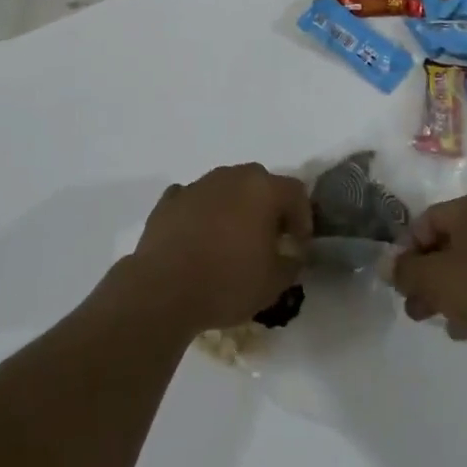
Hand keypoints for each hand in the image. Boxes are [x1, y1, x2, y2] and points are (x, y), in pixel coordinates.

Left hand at [126, 164, 311, 334]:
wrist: (163, 289)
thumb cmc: (227, 283)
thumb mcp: (274, 283)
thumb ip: (292, 262)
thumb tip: (292, 253)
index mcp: (262, 189)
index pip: (296, 192)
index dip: (303, 218)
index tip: (298, 246)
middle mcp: (231, 176)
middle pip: (260, 183)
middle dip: (269, 208)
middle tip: (268, 240)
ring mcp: (198, 185)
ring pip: (226, 188)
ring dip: (235, 208)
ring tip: (231, 241)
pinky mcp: (170, 200)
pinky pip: (195, 200)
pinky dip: (202, 213)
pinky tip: (199, 238)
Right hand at [390, 193, 466, 363]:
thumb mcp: (434, 277)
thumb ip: (405, 271)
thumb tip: (386, 267)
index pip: (425, 221)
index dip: (406, 249)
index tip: (397, 280)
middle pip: (444, 245)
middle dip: (423, 275)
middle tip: (409, 303)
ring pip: (464, 269)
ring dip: (442, 292)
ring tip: (427, 318)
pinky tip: (459, 330)